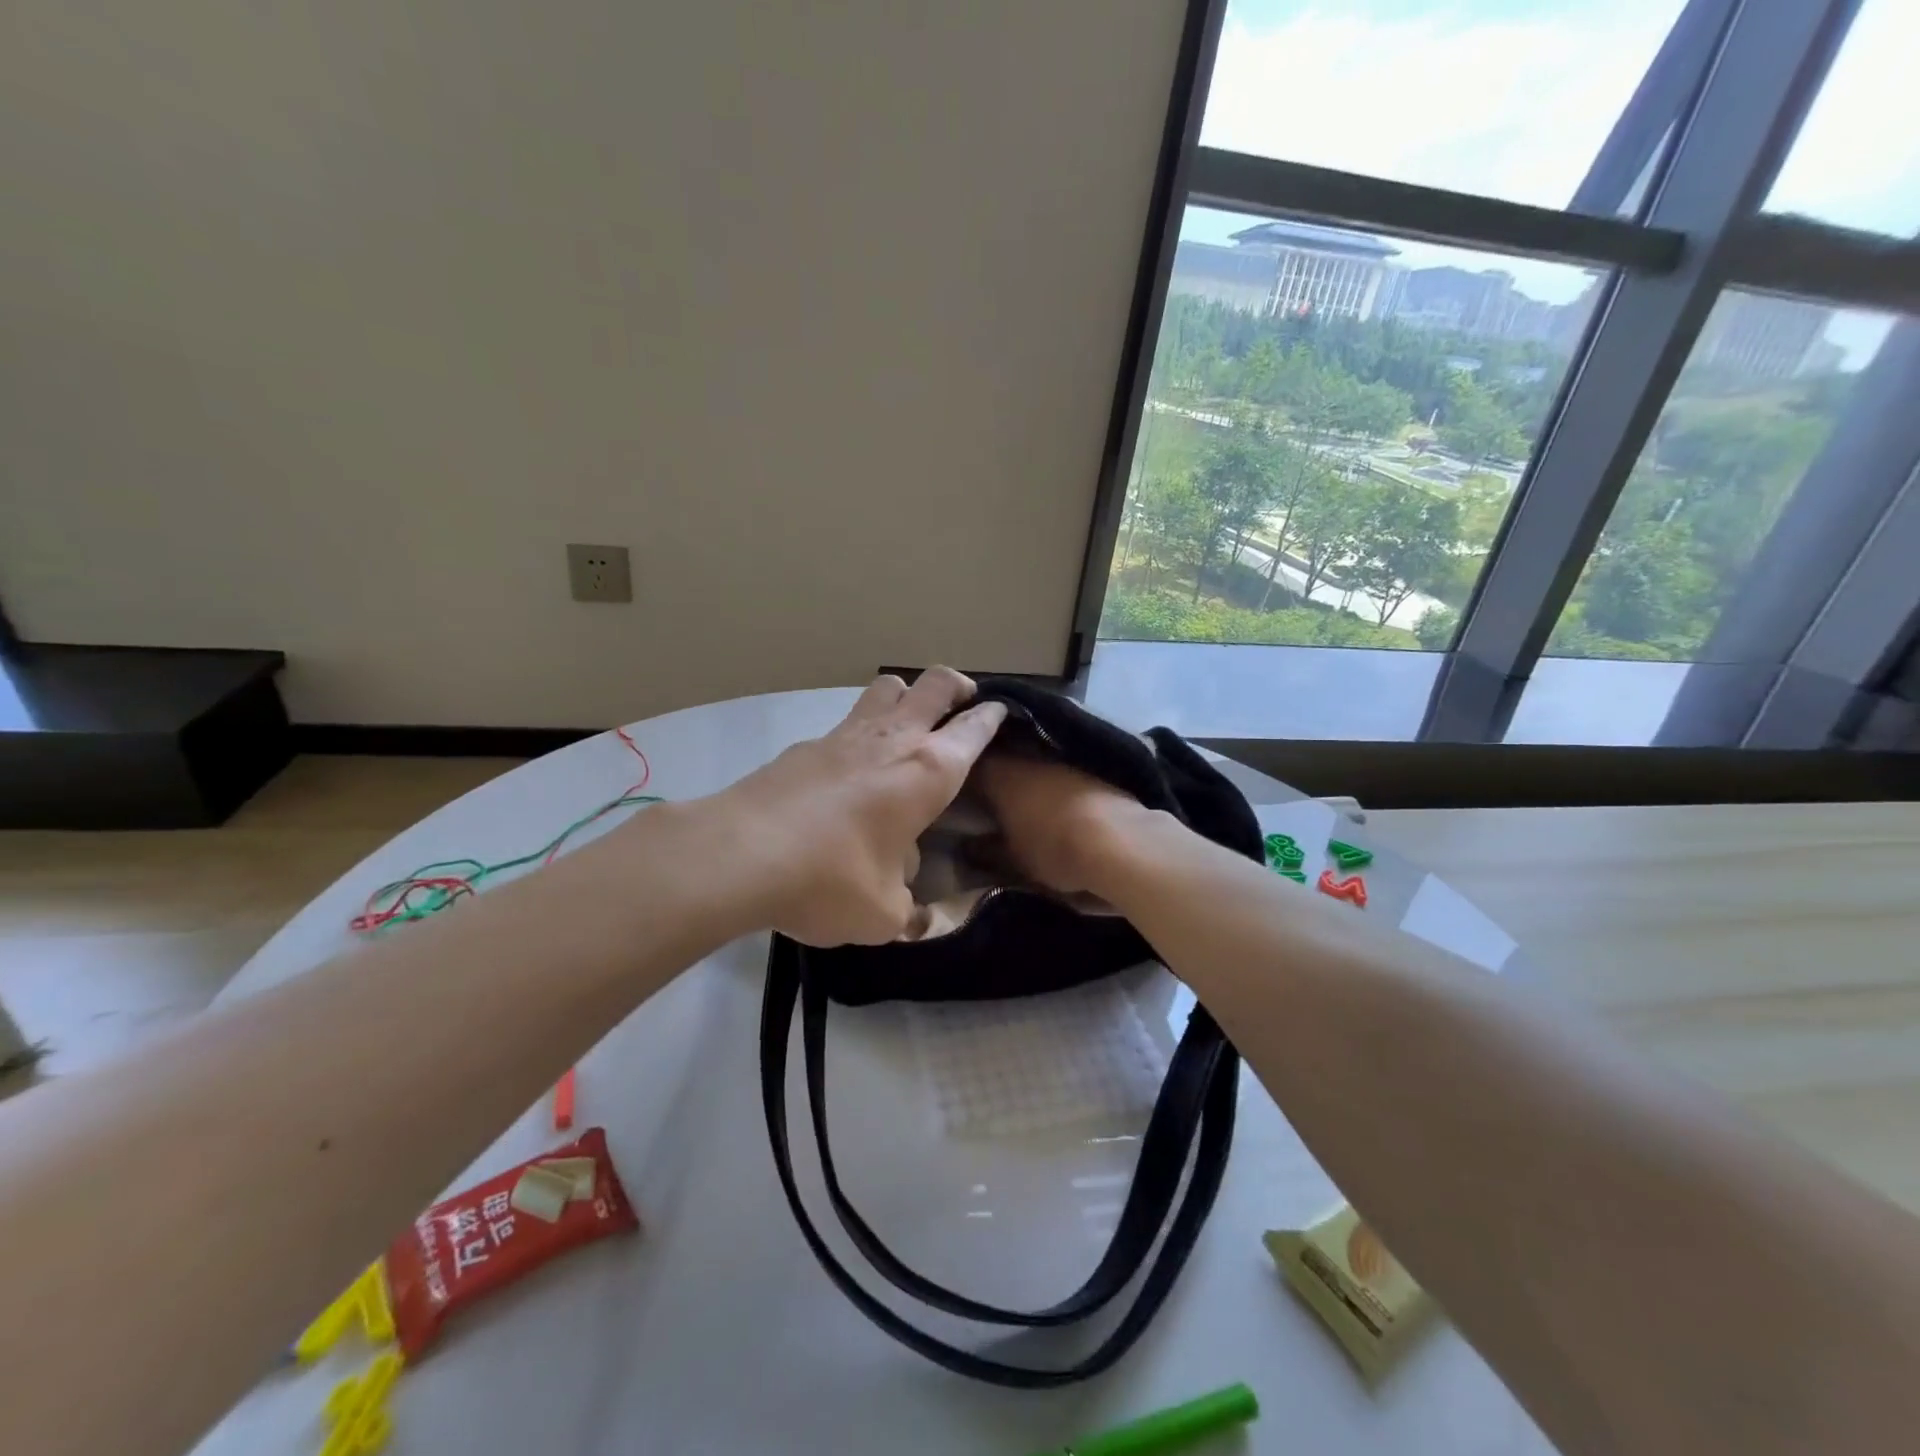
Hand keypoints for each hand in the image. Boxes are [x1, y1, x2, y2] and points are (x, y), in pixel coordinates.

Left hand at [712, 668, 1006, 944]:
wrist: (740, 855)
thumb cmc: (831, 880)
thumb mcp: (883, 914)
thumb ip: (906, 908)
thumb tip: (906, 897)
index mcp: (928, 773)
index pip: (973, 730)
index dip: (990, 718)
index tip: (998, 712)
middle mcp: (892, 741)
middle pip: (933, 684)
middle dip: (955, 684)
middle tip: (962, 698)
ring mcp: (845, 736)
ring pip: (885, 687)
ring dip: (905, 694)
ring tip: (907, 720)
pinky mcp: (805, 746)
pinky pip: (846, 722)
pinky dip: (860, 731)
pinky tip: (850, 768)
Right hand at [974, 753, 1154, 898]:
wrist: (1118, 841)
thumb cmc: (1054, 849)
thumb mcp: (1011, 859)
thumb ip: (985, 851)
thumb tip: (966, 848)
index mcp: (998, 772)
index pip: (969, 764)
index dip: (961, 775)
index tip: (955, 789)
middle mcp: (1025, 754)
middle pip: (1000, 754)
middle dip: (991, 769)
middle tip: (983, 792)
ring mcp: (1059, 756)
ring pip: (1030, 757)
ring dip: (1023, 771)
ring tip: (1018, 795)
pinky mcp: (1088, 764)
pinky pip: (1057, 765)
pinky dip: (1050, 778)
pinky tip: (1051, 796)